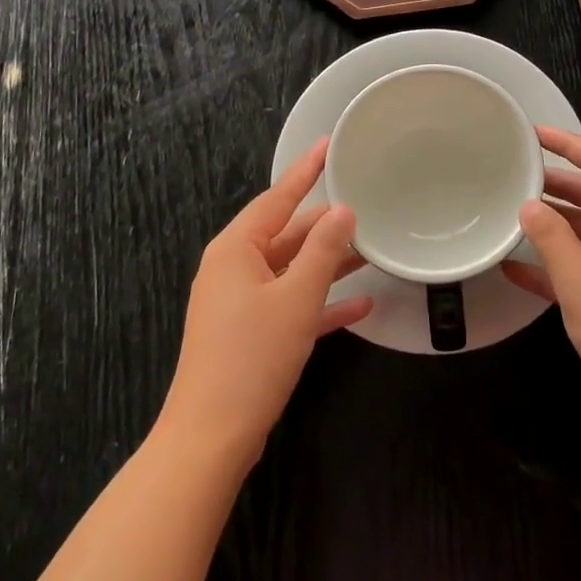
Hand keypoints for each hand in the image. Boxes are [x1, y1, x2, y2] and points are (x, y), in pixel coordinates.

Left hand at [160, 139, 370, 469]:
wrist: (211, 437)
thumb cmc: (252, 356)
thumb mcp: (296, 297)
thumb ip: (323, 250)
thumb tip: (343, 210)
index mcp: (236, 249)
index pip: (277, 196)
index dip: (306, 170)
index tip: (328, 143)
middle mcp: (234, 268)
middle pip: (286, 233)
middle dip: (324, 224)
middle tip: (363, 205)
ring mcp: (240, 303)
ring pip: (290, 270)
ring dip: (327, 264)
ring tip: (369, 251)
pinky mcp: (249, 333)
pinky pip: (289, 304)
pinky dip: (320, 303)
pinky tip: (360, 305)